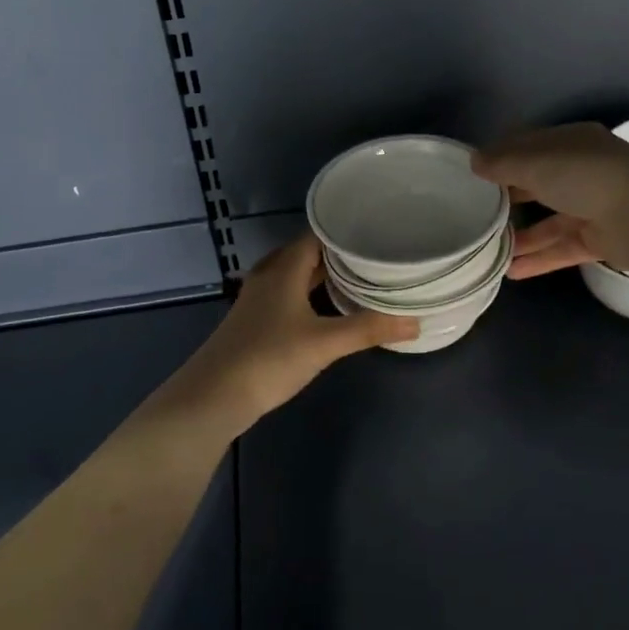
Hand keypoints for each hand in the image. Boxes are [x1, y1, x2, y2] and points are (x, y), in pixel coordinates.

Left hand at [171, 233, 419, 424]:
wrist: (213, 397)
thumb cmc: (269, 359)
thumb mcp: (324, 343)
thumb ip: (369, 330)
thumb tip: (415, 322)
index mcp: (283, 269)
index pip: (316, 235)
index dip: (344, 232)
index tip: (376, 232)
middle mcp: (268, 276)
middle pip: (305, 253)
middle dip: (337, 254)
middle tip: (373, 256)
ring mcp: (257, 299)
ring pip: (294, 275)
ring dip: (321, 274)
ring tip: (358, 277)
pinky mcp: (254, 321)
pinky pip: (286, 294)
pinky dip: (308, 293)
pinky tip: (326, 308)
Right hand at [474, 123, 628, 278]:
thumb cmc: (584, 176)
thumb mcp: (535, 162)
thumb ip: (502, 163)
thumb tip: (474, 162)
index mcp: (571, 142)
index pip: (530, 146)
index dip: (501, 158)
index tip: (472, 175)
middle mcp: (583, 171)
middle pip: (539, 184)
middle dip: (509, 199)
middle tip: (476, 214)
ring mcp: (593, 207)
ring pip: (549, 221)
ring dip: (521, 236)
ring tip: (488, 250)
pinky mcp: (600, 240)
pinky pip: (562, 248)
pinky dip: (539, 259)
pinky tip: (511, 272)